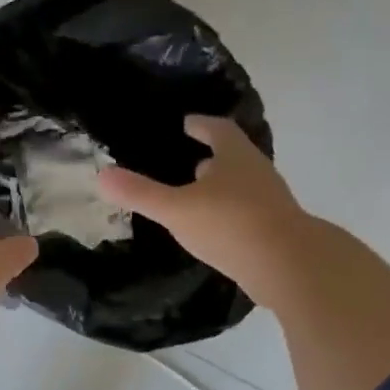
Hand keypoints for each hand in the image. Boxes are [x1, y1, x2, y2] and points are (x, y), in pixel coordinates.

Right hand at [97, 115, 308, 306]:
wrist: (288, 266)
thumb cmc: (230, 225)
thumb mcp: (177, 209)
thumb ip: (140, 193)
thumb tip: (101, 175)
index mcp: (234, 157)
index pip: (217, 129)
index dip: (201, 124)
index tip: (187, 123)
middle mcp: (257, 172)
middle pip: (234, 157)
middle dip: (213, 157)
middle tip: (190, 161)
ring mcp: (270, 202)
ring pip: (243, 186)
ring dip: (222, 188)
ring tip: (198, 197)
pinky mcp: (275, 231)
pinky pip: (248, 214)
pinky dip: (230, 215)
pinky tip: (215, 231)